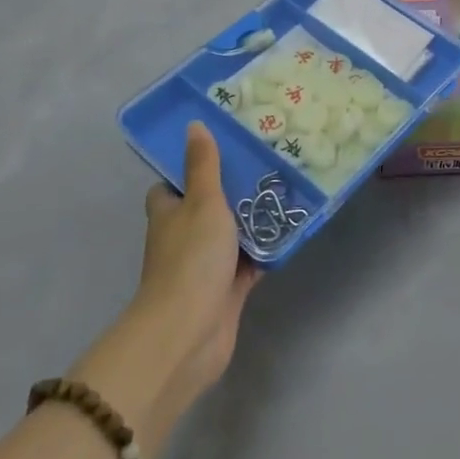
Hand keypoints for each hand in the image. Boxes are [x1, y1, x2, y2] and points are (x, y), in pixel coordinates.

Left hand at [71, 122, 257, 455]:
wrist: (189, 332)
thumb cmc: (191, 258)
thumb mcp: (202, 201)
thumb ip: (204, 165)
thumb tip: (194, 125)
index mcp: (169, 213)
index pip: (174, 184)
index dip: (193, 167)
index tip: (224, 148)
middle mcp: (183, 237)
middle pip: (208, 207)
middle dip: (233, 190)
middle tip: (268, 163)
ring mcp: (204, 265)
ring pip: (231, 234)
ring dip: (253, 220)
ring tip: (286, 190)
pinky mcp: (226, 290)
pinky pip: (249, 262)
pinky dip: (266, 250)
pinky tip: (290, 231)